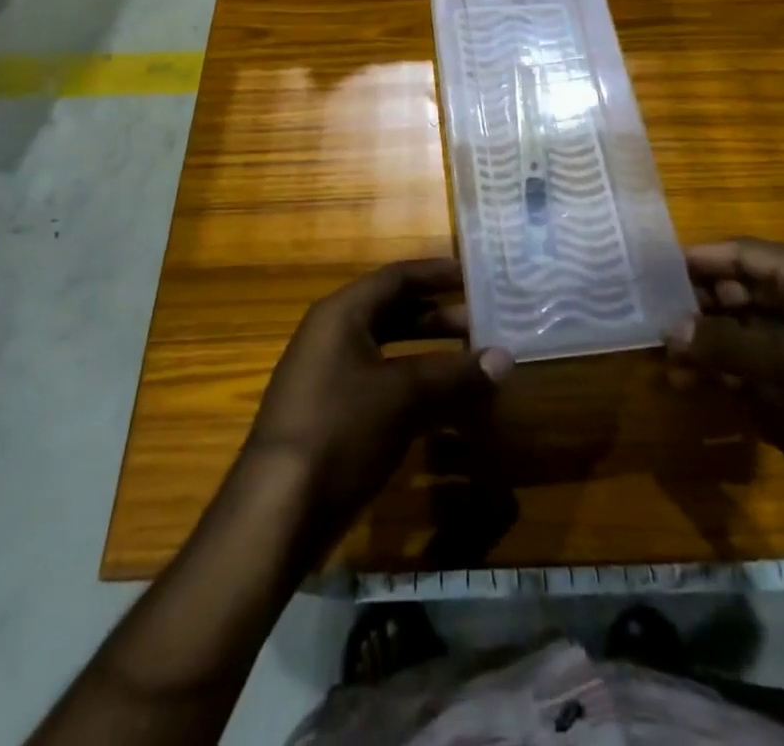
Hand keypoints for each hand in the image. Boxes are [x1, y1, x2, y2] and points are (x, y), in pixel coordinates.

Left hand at [246, 258, 513, 542]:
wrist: (277, 510)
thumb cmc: (341, 429)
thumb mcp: (403, 396)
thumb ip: (454, 373)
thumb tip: (505, 357)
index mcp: (342, 314)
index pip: (396, 278)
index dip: (436, 274)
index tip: (474, 276)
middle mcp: (332, 336)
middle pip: (393, 313)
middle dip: (438, 318)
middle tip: (482, 323)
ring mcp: (328, 377)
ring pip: (388, 352)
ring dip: (429, 355)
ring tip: (472, 362)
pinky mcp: (330, 415)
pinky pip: (380, 385)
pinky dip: (413, 387)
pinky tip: (445, 406)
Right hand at [664, 239, 783, 552]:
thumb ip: (726, 344)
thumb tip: (667, 330)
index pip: (740, 253)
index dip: (697, 260)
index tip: (649, 272)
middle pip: (739, 291)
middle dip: (697, 307)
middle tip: (651, 325)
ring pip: (744, 331)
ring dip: (708, 344)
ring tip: (667, 364)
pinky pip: (758, 365)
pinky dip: (729, 371)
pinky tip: (697, 385)